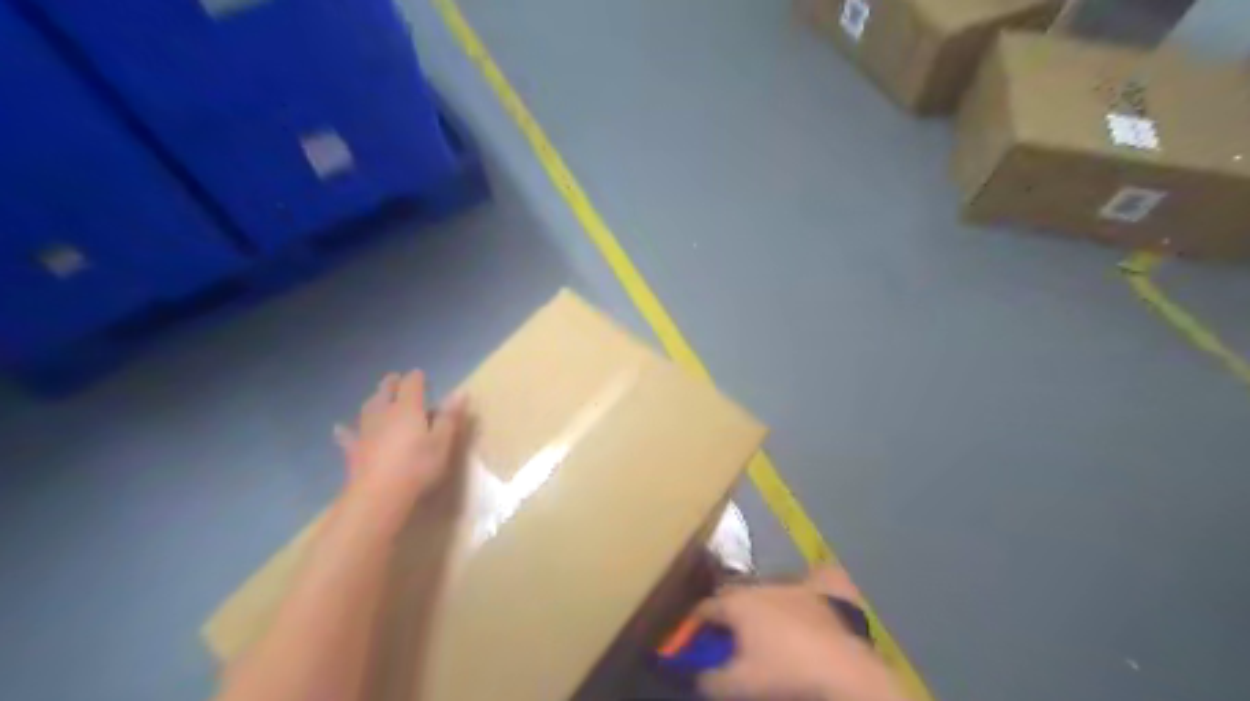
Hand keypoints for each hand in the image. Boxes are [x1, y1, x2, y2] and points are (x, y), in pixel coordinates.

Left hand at [331, 372, 469, 536]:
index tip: (422, 376)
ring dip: (374, 400)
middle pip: (386, 391)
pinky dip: (345, 430)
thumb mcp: (442, 442)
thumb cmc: (418, 466)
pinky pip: (348, 435)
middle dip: (392, 384)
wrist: (379, 494)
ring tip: (377, 397)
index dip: (417, 378)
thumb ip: (450, 416)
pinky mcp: (354, 449)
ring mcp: (366, 430)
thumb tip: (461, 391)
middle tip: (396, 380)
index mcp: (409, 408)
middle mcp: (384, 412)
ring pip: (368, 407)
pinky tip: (339, 428)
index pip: (412, 384)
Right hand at [695, 564, 910, 699]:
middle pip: (732, 595)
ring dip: (757, 607)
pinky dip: (794, 599)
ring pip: (763, 591)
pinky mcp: (819, 590)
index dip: (694, 625)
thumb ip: (711, 680)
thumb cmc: (786, 672)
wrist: (845, 667)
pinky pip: (801, 587)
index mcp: (736, 603)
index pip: (705, 608)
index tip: (692, 640)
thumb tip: (698, 676)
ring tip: (762, 632)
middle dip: (726, 613)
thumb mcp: (740, 685)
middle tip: (726, 637)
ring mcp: (791, 585)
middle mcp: (759, 586)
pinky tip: (799, 616)